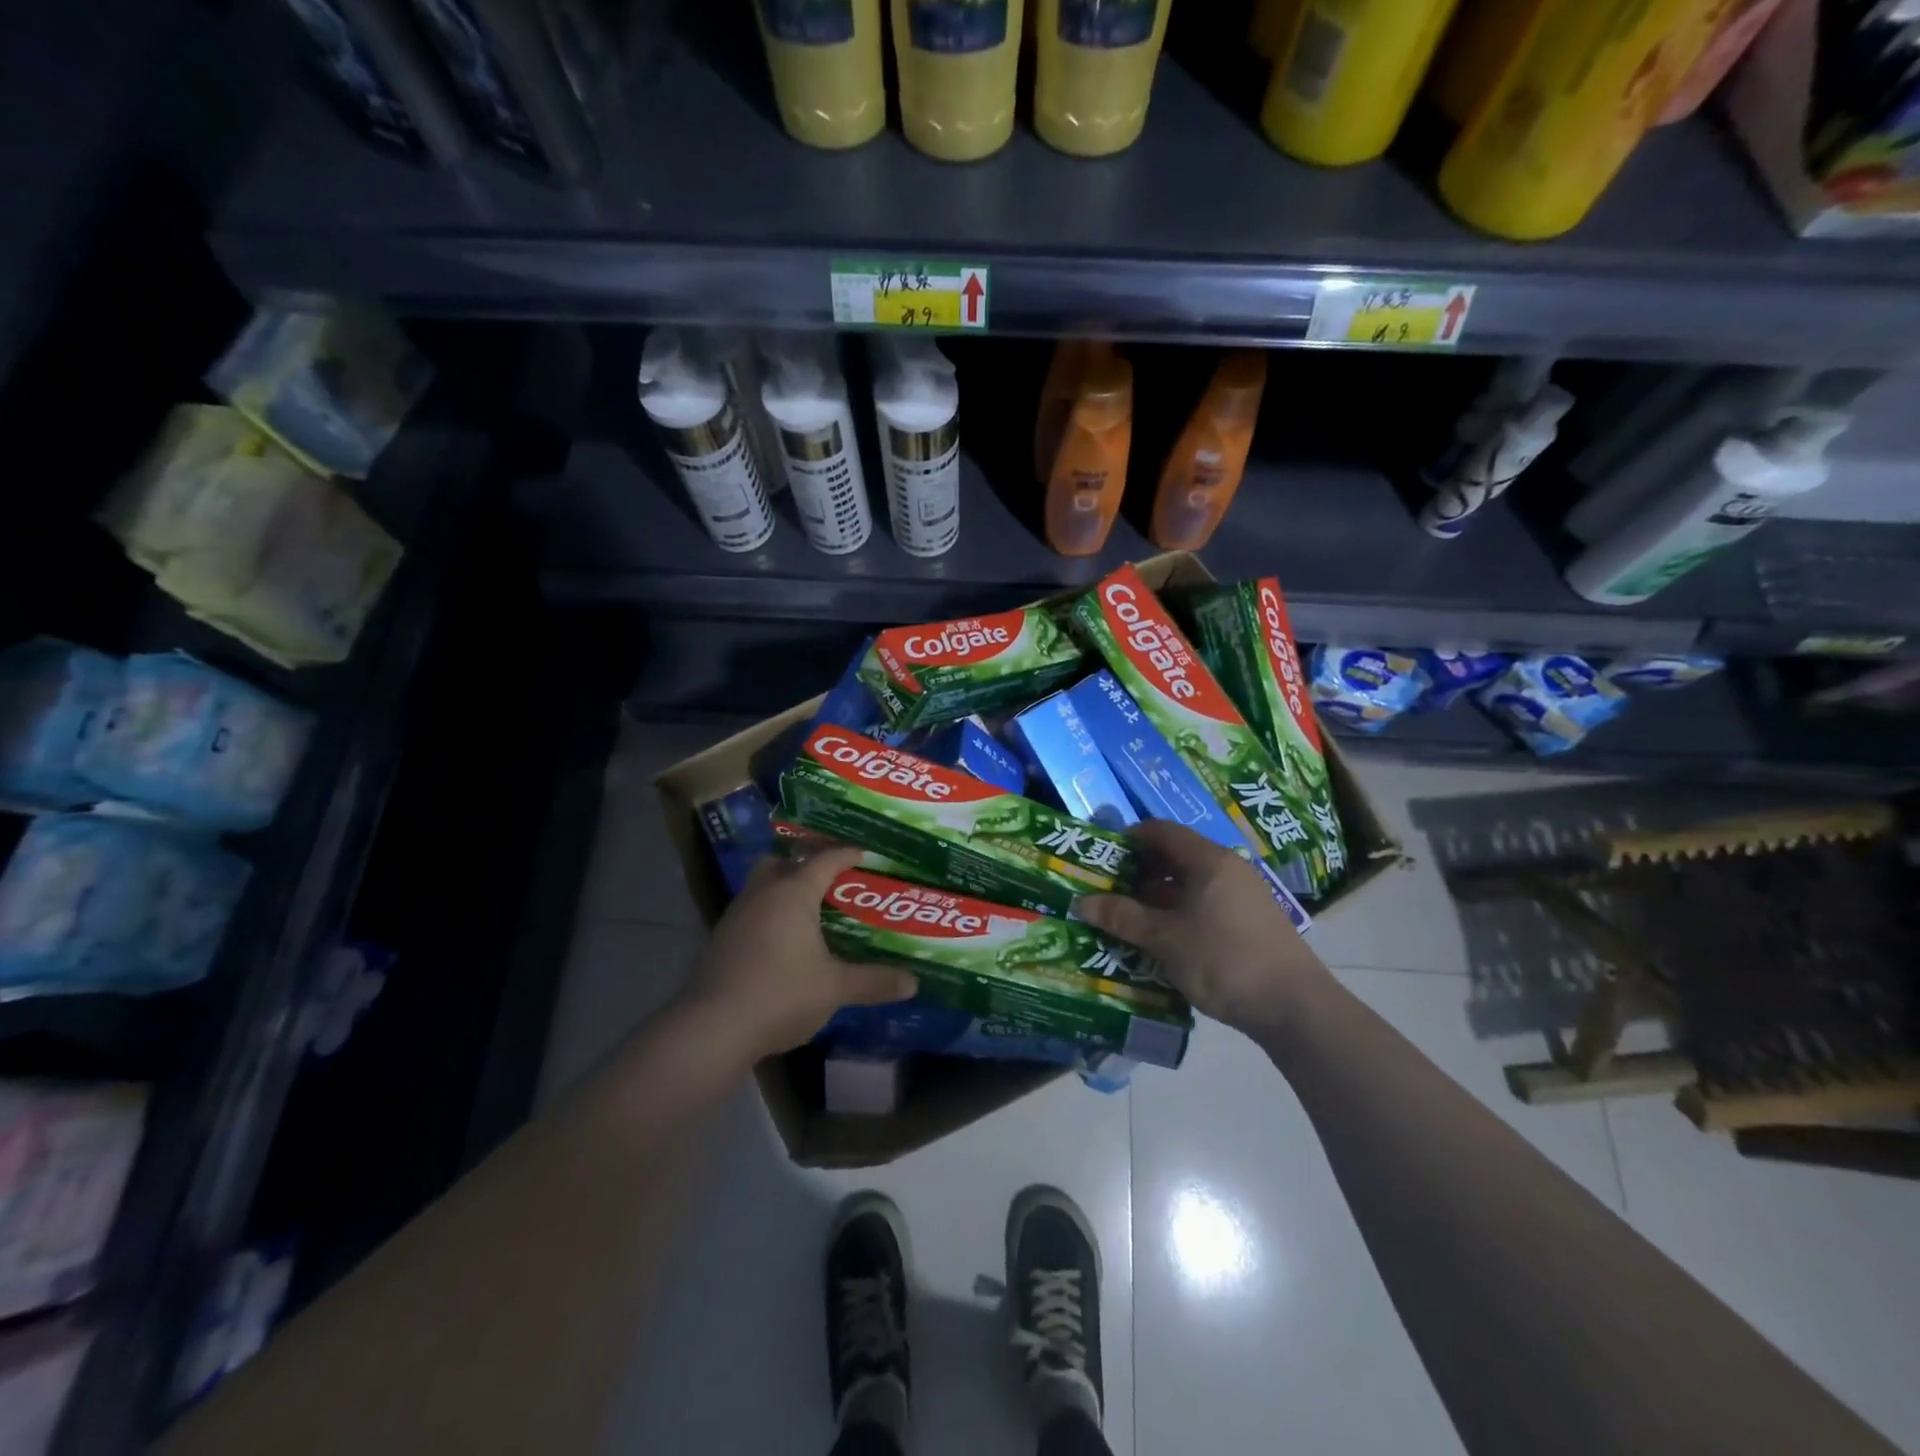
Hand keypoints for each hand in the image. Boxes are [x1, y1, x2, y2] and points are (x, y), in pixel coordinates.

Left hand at [682, 846, 918, 1064]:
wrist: (713, 1027)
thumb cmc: (781, 994)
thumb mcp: (835, 988)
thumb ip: (873, 981)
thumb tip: (913, 982)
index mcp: (793, 892)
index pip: (825, 859)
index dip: (847, 854)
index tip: (866, 854)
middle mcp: (762, 893)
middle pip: (783, 862)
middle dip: (805, 865)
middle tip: (831, 880)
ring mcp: (736, 915)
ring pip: (762, 886)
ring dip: (783, 890)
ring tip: (809, 911)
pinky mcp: (721, 939)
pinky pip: (751, 911)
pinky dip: (768, 915)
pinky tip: (782, 942)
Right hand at [1074, 821, 1334, 1033]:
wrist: (1294, 1006)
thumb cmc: (1223, 959)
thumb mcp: (1165, 939)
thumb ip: (1122, 917)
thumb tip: (1081, 903)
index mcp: (1208, 860)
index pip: (1161, 831)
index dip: (1128, 839)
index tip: (1101, 858)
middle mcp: (1227, 868)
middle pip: (1174, 856)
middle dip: (1138, 871)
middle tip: (1107, 891)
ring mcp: (1242, 895)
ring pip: (1189, 883)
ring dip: (1156, 896)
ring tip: (1127, 918)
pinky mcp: (1249, 921)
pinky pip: (1204, 903)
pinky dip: (1178, 913)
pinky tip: (1160, 939)